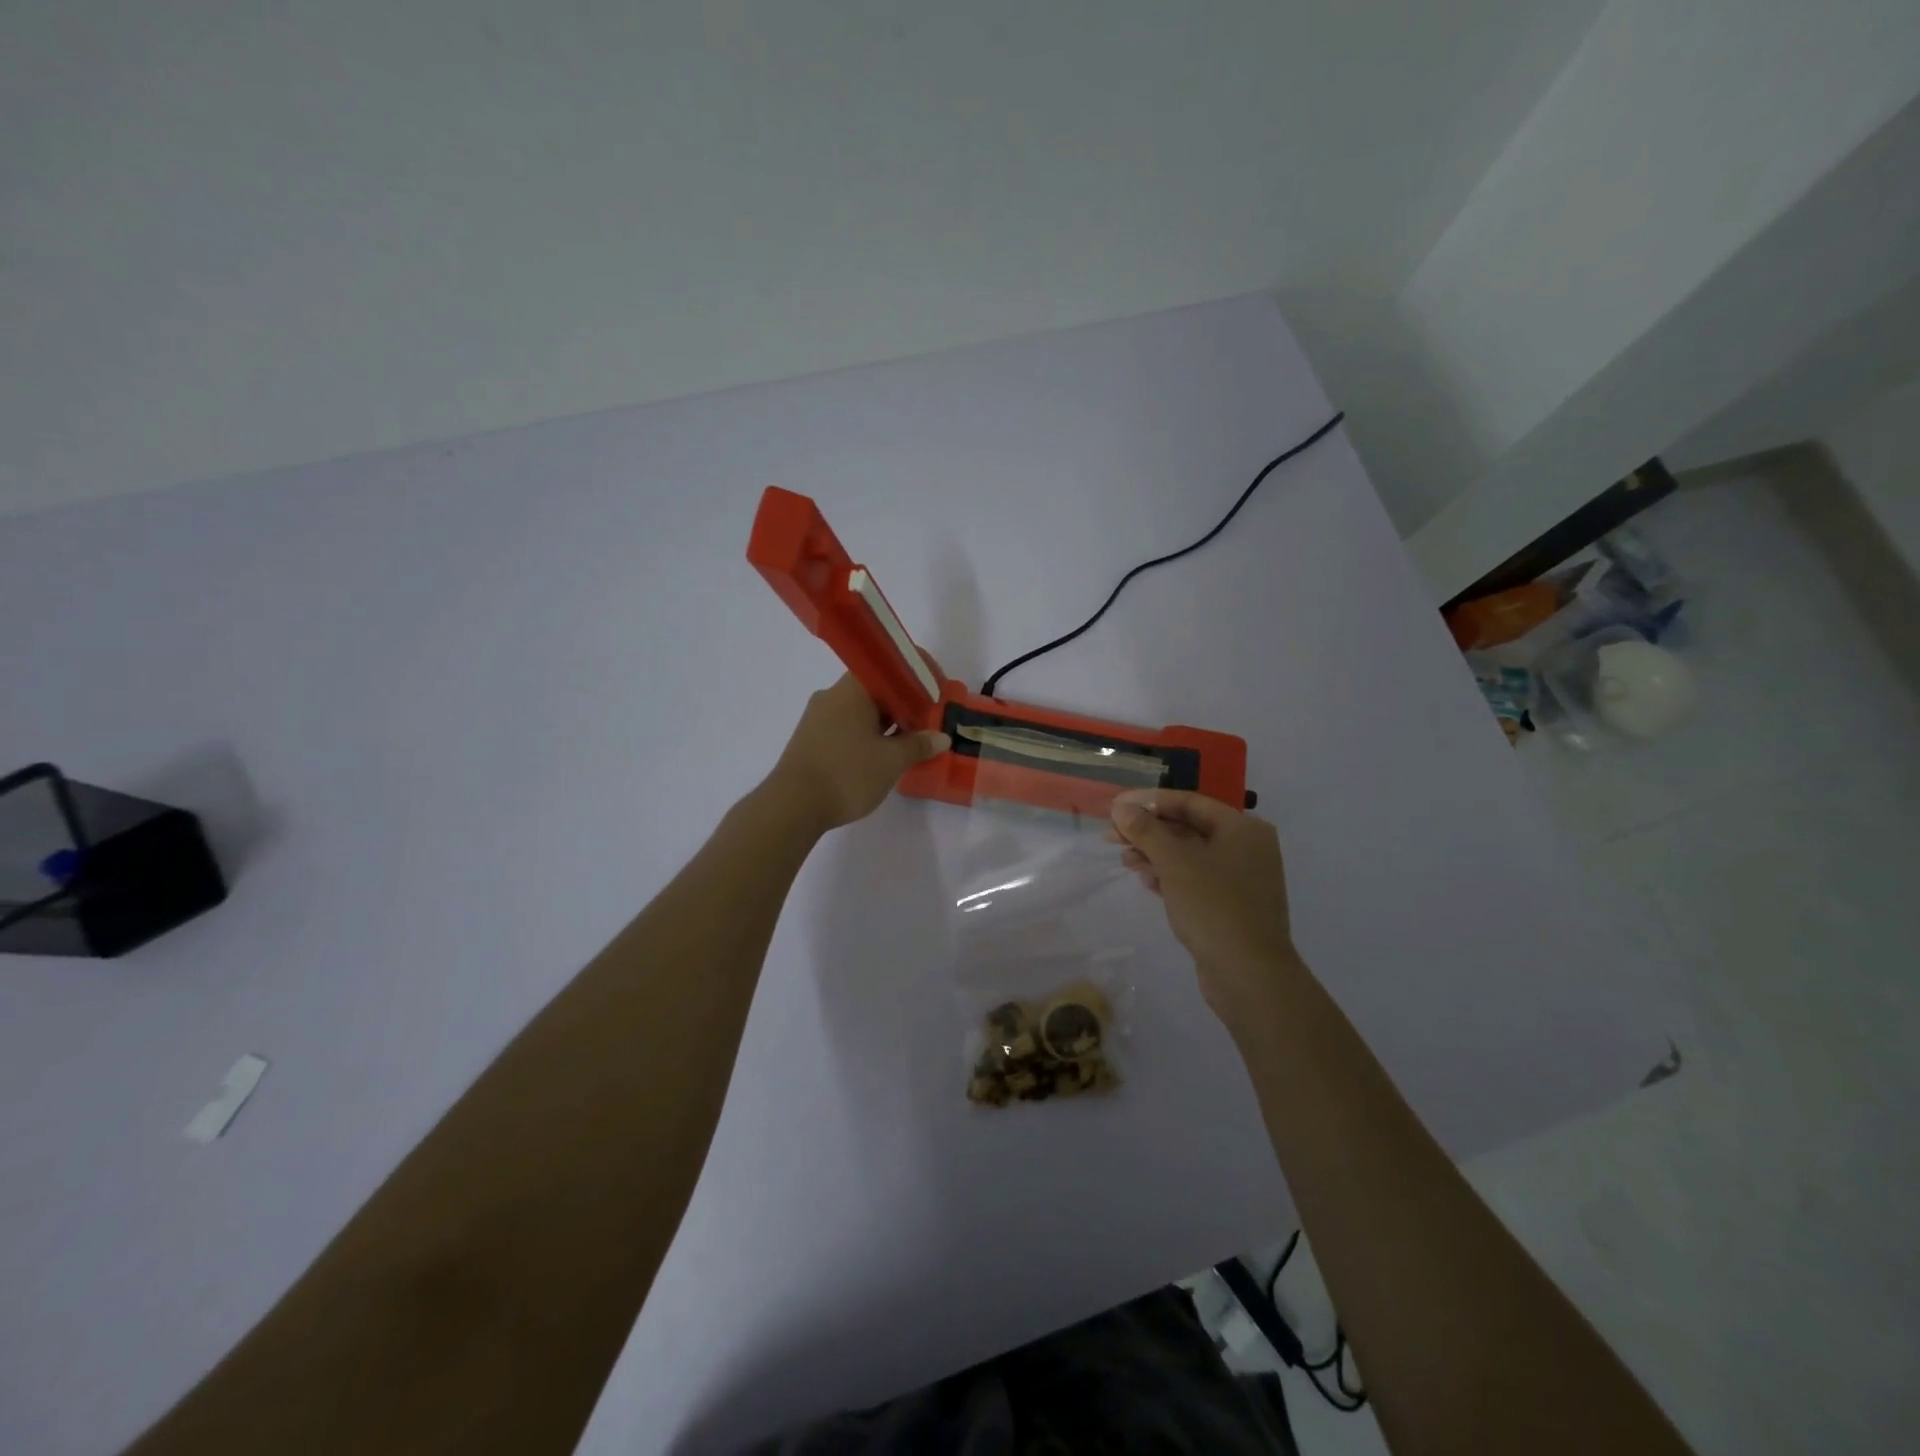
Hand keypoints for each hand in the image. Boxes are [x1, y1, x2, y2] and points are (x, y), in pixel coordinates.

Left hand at [767, 670, 950, 833]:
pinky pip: (848, 728)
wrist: (792, 806)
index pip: (889, 668)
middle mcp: (832, 696)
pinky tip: (883, 756)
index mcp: (852, 690)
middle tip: (930, 721)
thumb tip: (941, 737)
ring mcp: (818, 718)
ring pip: (861, 711)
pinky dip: (870, 736)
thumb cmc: (846, 774)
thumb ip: (919, 745)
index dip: (917, 677)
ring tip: (912, 742)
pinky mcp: (812, 740)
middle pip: (876, 690)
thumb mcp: (891, 761)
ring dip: (888, 723)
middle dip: (905, 704)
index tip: (937, 692)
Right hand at [1108, 788, 1299, 1022]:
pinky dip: (1170, 876)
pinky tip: (1146, 881)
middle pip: (1188, 827)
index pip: (1189, 802)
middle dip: (1149, 831)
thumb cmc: (1213, 907)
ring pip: (1189, 855)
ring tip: (1125, 860)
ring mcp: (1241, 878)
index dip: (1149, 801)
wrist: (1249, 975)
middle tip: (1111, 836)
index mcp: (1243, 828)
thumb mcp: (1174, 862)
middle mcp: (1246, 847)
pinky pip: (1196, 879)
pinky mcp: (1232, 905)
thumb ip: (1146, 830)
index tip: (1116, 807)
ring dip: (1155, 854)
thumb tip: (1121, 807)